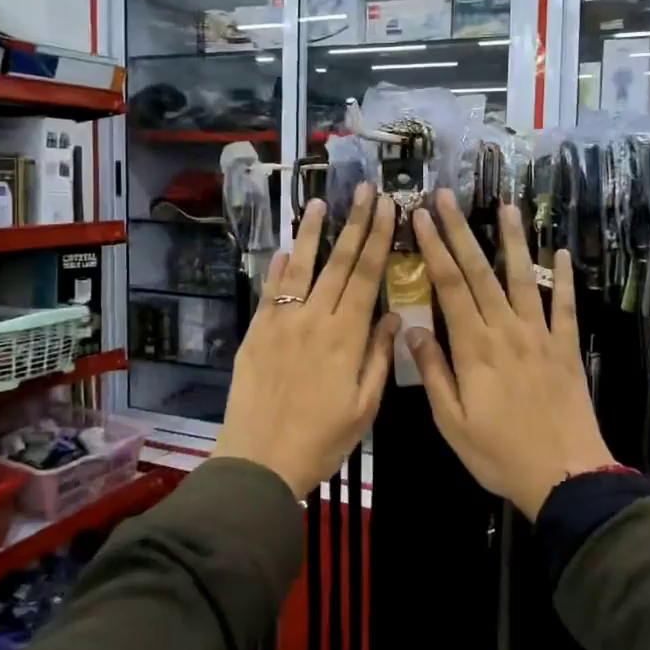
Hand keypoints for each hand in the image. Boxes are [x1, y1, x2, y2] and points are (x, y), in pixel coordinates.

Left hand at [215, 185, 399, 499]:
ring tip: (319, 203)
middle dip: (354, 223)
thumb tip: (393, 316)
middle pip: (338, 263)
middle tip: (364, 189)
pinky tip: (286, 249)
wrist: (260, 460)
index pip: (366, 276)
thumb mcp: (364, 407)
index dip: (378, 239)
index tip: (388, 208)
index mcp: (346, 337)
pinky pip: (270, 292)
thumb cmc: (322, 440)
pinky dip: (279, 268)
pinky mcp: (256, 333)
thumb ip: (379, 357)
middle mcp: (314, 319)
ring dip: (312, 234)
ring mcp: (281, 322)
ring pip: (301, 268)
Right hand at [405, 191, 615, 519]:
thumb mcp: (452, 422)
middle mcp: (507, 330)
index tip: (421, 217)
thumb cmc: (499, 453)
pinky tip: (561, 253)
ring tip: (507, 207)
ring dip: (514, 240)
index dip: (434, 248)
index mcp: (474, 348)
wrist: (565, 476)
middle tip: (447, 197)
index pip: (450, 286)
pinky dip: (563, 279)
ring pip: (524, 278)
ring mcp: (540, 336)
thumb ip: (433, 372)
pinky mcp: (566, 348)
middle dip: (461, 231)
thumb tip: (412, 328)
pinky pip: (565, 306)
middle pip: (480, 272)